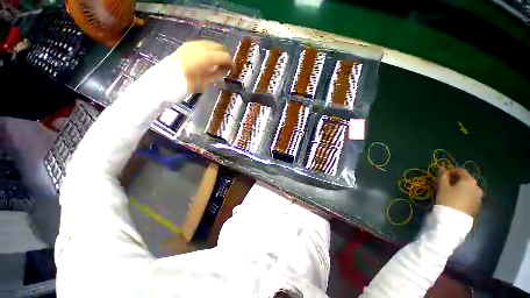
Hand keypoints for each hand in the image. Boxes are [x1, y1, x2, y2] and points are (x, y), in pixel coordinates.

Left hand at [170, 40, 233, 92]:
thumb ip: (217, 74)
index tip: (233, 71)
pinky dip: (210, 51)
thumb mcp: (205, 83)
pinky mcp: (187, 45)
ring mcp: (192, 44)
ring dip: (218, 53)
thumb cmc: (186, 85)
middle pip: (219, 47)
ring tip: (218, 64)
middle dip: (225, 56)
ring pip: (211, 44)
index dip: (231, 63)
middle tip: (226, 68)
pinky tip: (208, 60)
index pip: (224, 56)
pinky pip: (203, 45)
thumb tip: (224, 69)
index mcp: (205, 58)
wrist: (164, 80)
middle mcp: (200, 47)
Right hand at [436, 168, 482, 216]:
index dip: (451, 171)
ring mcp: (479, 197)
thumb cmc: (448, 199)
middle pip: (466, 179)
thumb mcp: (442, 186)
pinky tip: (457, 199)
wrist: (454, 219)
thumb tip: (442, 168)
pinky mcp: (477, 205)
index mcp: (469, 180)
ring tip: (451, 192)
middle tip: (446, 184)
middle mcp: (477, 186)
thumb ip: (443, 176)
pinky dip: (464, 195)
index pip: (460, 170)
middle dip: (456, 180)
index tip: (442, 175)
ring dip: (461, 188)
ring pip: (469, 188)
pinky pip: (470, 196)